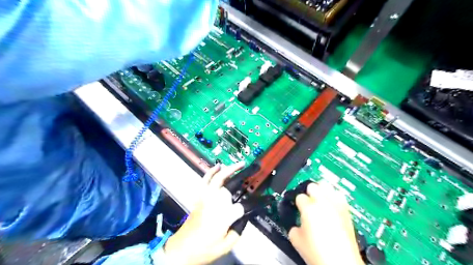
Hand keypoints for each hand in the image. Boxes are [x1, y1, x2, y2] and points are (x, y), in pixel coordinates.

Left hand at [165, 162, 245, 264]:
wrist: (182, 249)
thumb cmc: (205, 249)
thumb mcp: (227, 244)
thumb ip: (239, 229)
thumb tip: (245, 215)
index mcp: (224, 216)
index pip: (242, 206)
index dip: (253, 204)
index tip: (262, 200)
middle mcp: (215, 202)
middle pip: (231, 186)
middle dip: (244, 176)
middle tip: (253, 170)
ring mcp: (206, 197)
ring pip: (218, 178)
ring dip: (230, 169)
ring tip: (239, 164)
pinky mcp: (199, 196)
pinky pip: (205, 180)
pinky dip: (211, 171)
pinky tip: (218, 166)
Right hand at [289, 181, 362, 264]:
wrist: (341, 264)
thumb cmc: (320, 254)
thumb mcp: (296, 240)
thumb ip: (294, 226)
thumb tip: (298, 223)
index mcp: (308, 208)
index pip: (299, 196)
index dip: (298, 203)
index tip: (299, 208)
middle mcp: (323, 203)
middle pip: (313, 185)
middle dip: (309, 192)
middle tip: (308, 201)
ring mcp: (336, 205)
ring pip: (327, 185)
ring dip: (322, 191)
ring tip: (320, 199)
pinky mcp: (346, 211)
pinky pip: (339, 195)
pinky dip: (334, 197)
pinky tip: (331, 204)